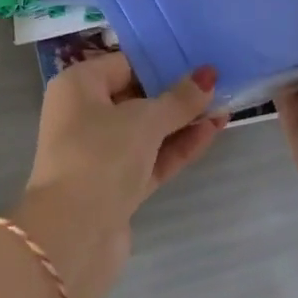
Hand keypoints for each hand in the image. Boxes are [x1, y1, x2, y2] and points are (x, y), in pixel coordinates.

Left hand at [13, 54, 226, 297]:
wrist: (72, 236)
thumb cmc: (100, 156)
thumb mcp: (144, 121)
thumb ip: (179, 99)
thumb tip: (208, 75)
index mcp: (78, 86)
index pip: (124, 64)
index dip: (161, 63)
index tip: (198, 61)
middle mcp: (83, 114)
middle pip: (136, 97)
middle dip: (175, 95)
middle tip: (217, 84)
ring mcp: (99, 153)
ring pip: (146, 131)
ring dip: (182, 123)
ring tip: (224, 109)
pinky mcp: (115, 186)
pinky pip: (149, 158)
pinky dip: (176, 148)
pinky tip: (211, 134)